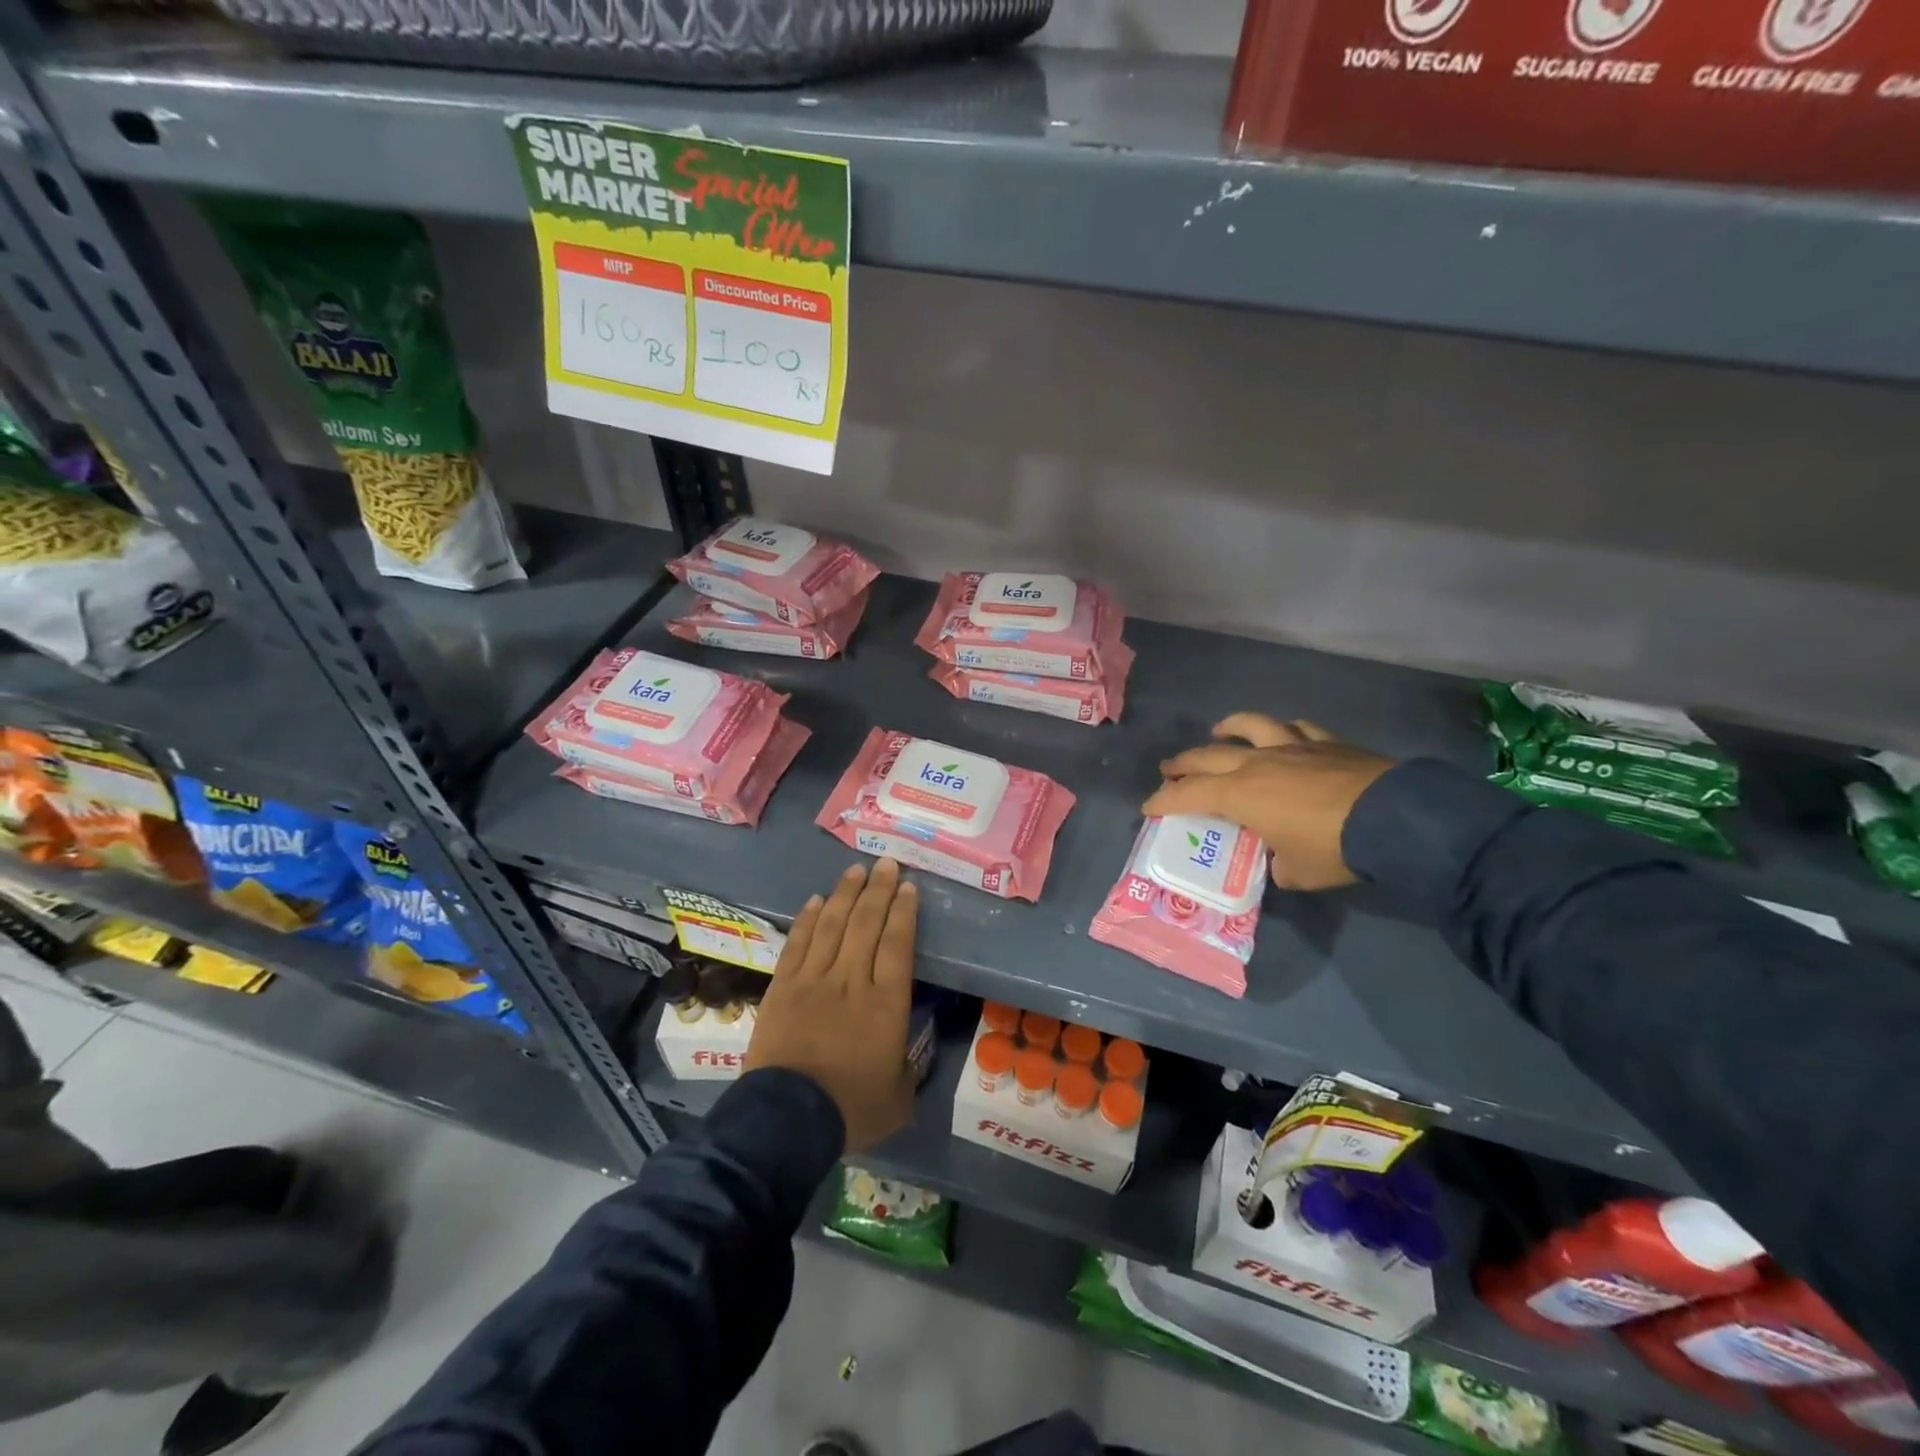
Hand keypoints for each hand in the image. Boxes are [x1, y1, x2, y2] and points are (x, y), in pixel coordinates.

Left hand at [746, 859, 919, 1152]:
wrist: (787, 1120)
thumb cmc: (850, 1109)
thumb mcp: (898, 1099)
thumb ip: (908, 1070)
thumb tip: (909, 1054)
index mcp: (886, 1003)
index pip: (897, 943)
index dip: (904, 911)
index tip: (908, 886)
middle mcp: (851, 980)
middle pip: (866, 924)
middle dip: (878, 890)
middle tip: (886, 863)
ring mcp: (813, 980)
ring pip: (833, 925)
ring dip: (845, 894)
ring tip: (855, 870)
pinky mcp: (782, 987)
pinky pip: (799, 944)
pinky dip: (809, 919)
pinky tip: (817, 901)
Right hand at [1142, 713, 1395, 890]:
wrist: (1394, 819)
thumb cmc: (1334, 848)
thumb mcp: (1298, 872)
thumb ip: (1279, 865)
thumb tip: (1280, 860)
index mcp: (1240, 794)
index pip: (1187, 794)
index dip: (1163, 801)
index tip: (1148, 807)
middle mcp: (1257, 763)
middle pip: (1207, 756)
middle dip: (1182, 764)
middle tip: (1168, 770)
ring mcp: (1292, 747)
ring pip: (1249, 727)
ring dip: (1228, 728)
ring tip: (1218, 732)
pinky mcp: (1326, 742)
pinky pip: (1297, 728)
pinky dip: (1283, 731)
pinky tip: (1283, 734)